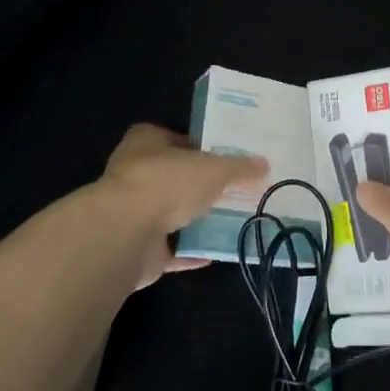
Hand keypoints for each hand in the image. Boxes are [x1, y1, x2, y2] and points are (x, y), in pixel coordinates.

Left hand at [99, 124, 267, 282]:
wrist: (126, 233)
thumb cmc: (167, 183)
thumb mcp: (214, 168)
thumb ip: (239, 167)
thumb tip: (263, 164)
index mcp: (146, 142)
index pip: (175, 138)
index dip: (200, 147)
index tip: (226, 158)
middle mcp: (134, 173)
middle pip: (173, 176)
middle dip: (199, 185)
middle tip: (233, 190)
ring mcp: (132, 211)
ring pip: (170, 212)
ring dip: (194, 219)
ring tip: (229, 220)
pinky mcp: (136, 246)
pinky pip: (169, 247)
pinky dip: (189, 250)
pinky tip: (214, 252)